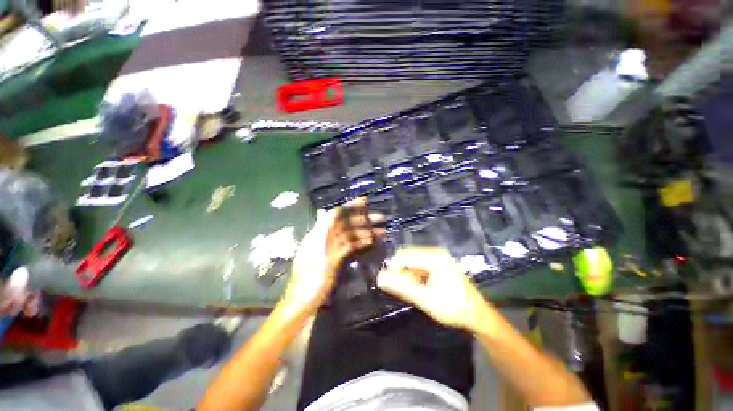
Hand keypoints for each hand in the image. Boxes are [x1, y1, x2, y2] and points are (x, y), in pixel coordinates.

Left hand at [283, 198, 384, 316]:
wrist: (305, 300)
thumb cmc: (309, 275)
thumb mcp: (315, 251)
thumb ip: (320, 229)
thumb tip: (323, 210)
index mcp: (320, 233)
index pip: (336, 214)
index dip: (350, 206)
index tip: (365, 202)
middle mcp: (326, 237)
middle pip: (347, 223)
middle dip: (363, 219)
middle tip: (381, 218)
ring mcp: (332, 247)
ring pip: (351, 234)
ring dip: (366, 231)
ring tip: (382, 232)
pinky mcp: (336, 257)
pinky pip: (351, 245)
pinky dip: (360, 242)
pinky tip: (370, 241)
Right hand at [377, 246, 490, 330]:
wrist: (478, 316)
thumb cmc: (454, 307)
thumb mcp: (425, 299)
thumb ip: (402, 287)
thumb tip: (380, 278)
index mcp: (434, 257)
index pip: (404, 255)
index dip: (392, 267)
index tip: (384, 282)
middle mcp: (435, 253)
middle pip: (408, 256)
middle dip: (399, 271)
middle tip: (395, 288)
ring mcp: (437, 258)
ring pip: (413, 262)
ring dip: (406, 274)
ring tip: (406, 290)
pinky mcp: (438, 265)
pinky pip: (419, 266)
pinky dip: (413, 276)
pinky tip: (415, 288)